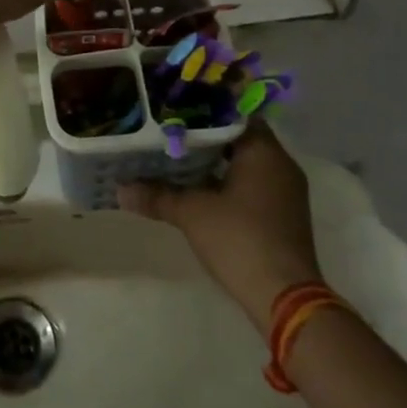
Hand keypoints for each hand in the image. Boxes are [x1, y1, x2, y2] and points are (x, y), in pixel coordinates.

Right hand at [118, 126, 322, 334]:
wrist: (284, 298)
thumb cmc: (240, 239)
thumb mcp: (191, 213)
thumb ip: (157, 195)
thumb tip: (121, 189)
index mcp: (264, 151)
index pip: (233, 114)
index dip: (203, 110)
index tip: (175, 109)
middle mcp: (280, 164)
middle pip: (238, 137)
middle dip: (205, 136)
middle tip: (169, 131)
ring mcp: (285, 191)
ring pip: (245, 162)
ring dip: (216, 161)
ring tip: (177, 156)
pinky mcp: (283, 214)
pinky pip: (252, 183)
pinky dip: (228, 180)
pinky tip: (199, 188)